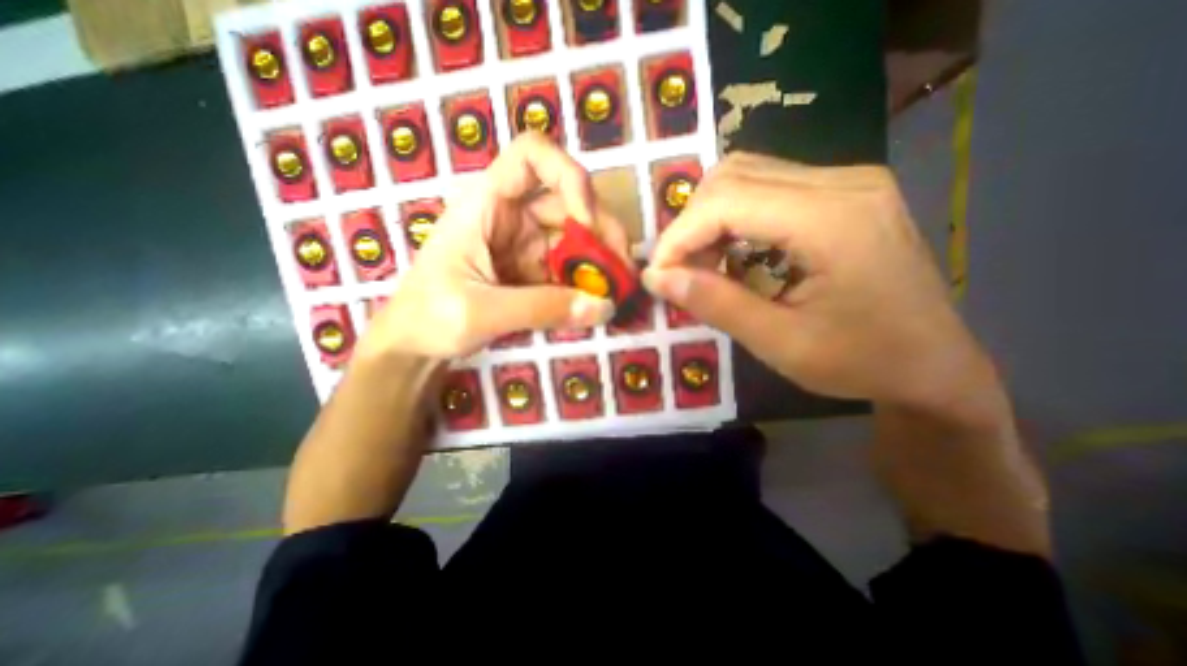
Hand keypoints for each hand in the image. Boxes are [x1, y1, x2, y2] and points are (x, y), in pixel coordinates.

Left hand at [359, 132, 628, 361]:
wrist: (415, 344)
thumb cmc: (428, 317)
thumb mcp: (481, 312)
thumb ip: (542, 309)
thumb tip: (604, 308)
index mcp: (486, 203)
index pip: (532, 155)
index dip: (568, 176)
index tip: (586, 221)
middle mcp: (511, 215)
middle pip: (569, 201)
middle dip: (602, 231)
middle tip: (624, 269)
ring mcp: (525, 243)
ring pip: (574, 237)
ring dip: (599, 260)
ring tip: (618, 290)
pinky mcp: (533, 270)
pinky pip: (568, 268)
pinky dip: (587, 282)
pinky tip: (599, 300)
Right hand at [645, 154, 993, 411]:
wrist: (933, 365)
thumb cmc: (861, 362)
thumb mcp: (779, 344)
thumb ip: (715, 304)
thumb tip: (656, 278)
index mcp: (834, 219)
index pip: (728, 200)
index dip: (680, 235)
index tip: (658, 274)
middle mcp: (843, 182)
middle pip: (733, 176)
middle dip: (691, 225)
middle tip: (681, 271)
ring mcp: (846, 181)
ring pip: (745, 175)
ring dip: (709, 219)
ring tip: (704, 264)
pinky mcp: (842, 193)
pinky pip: (766, 188)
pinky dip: (732, 217)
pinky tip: (733, 253)